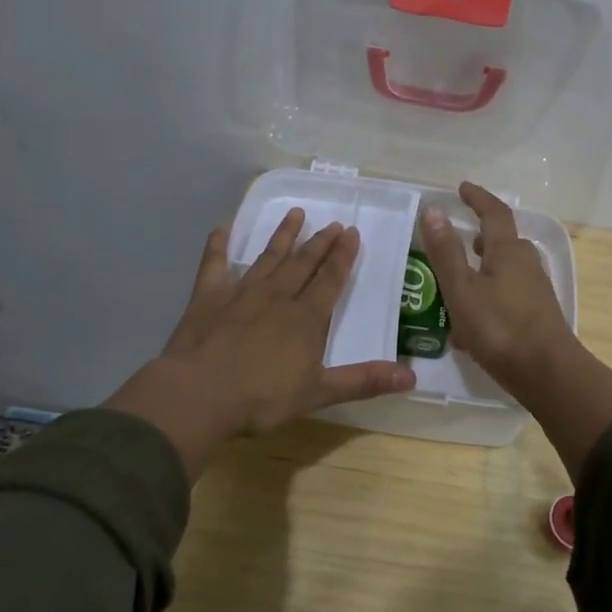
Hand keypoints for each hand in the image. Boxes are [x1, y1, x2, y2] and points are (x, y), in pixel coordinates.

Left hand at [103, 209, 414, 480]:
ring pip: (268, 257)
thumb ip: (363, 381)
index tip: (352, 232)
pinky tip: (221, 227)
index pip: (330, 280)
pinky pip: (214, 264)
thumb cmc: (262, 398)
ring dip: (283, 235)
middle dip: (320, 243)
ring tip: (295, 213)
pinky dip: (218, 246)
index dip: (343, 257)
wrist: (200, 395)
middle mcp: (278, 297)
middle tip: (333, 223)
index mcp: (306, 318)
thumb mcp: (319, 393)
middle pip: (303, 263)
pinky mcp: (208, 297)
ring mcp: (241, 293)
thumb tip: (411, 376)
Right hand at [422, 182, 611, 480]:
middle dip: (480, 236)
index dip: (477, 198)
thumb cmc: (500, 328)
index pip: (494, 213)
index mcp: (508, 251)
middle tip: (456, 240)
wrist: (548, 374)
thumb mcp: (462, 290)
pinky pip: (508, 293)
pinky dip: (489, 295)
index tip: (461, 189)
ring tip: (458, 282)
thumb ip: (446, 252)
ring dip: (483, 269)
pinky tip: (471, 323)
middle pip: (503, 241)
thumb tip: (433, 209)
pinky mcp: (537, 314)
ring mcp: (535, 290)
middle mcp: (526, 264)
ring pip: (505, 269)